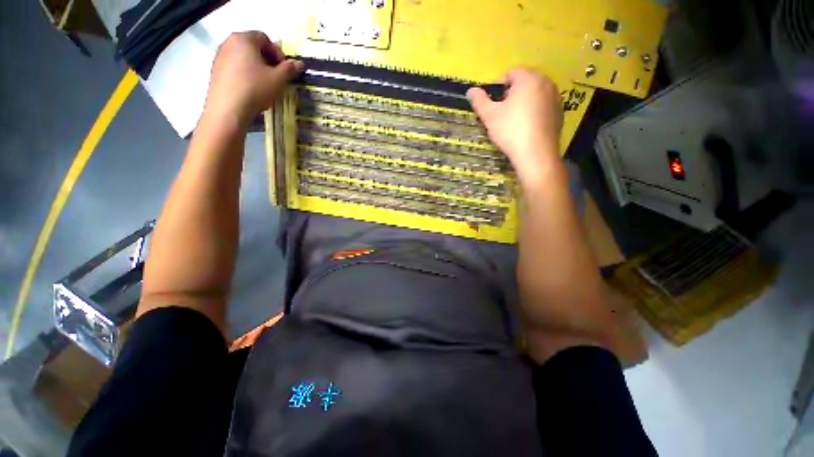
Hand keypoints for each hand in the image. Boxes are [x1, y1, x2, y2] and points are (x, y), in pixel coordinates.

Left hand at [202, 31, 303, 124]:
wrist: (228, 108)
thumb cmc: (255, 89)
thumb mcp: (278, 79)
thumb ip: (290, 69)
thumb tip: (300, 63)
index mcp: (244, 39)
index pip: (265, 38)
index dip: (278, 53)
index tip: (285, 69)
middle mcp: (229, 42)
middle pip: (253, 46)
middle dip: (267, 60)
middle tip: (277, 77)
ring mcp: (220, 56)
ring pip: (243, 58)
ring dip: (257, 68)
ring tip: (265, 85)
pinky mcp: (215, 71)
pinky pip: (235, 68)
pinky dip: (245, 75)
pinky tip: (252, 90)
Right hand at [467, 69, 562, 180]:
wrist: (536, 153)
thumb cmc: (510, 131)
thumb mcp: (489, 116)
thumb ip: (479, 101)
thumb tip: (471, 90)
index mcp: (528, 79)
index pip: (511, 73)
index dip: (498, 86)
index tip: (492, 103)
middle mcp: (545, 82)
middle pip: (524, 82)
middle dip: (511, 93)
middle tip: (502, 112)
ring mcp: (556, 97)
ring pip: (535, 93)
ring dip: (523, 101)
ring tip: (514, 120)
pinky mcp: (560, 112)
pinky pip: (544, 105)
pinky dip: (535, 111)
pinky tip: (527, 127)